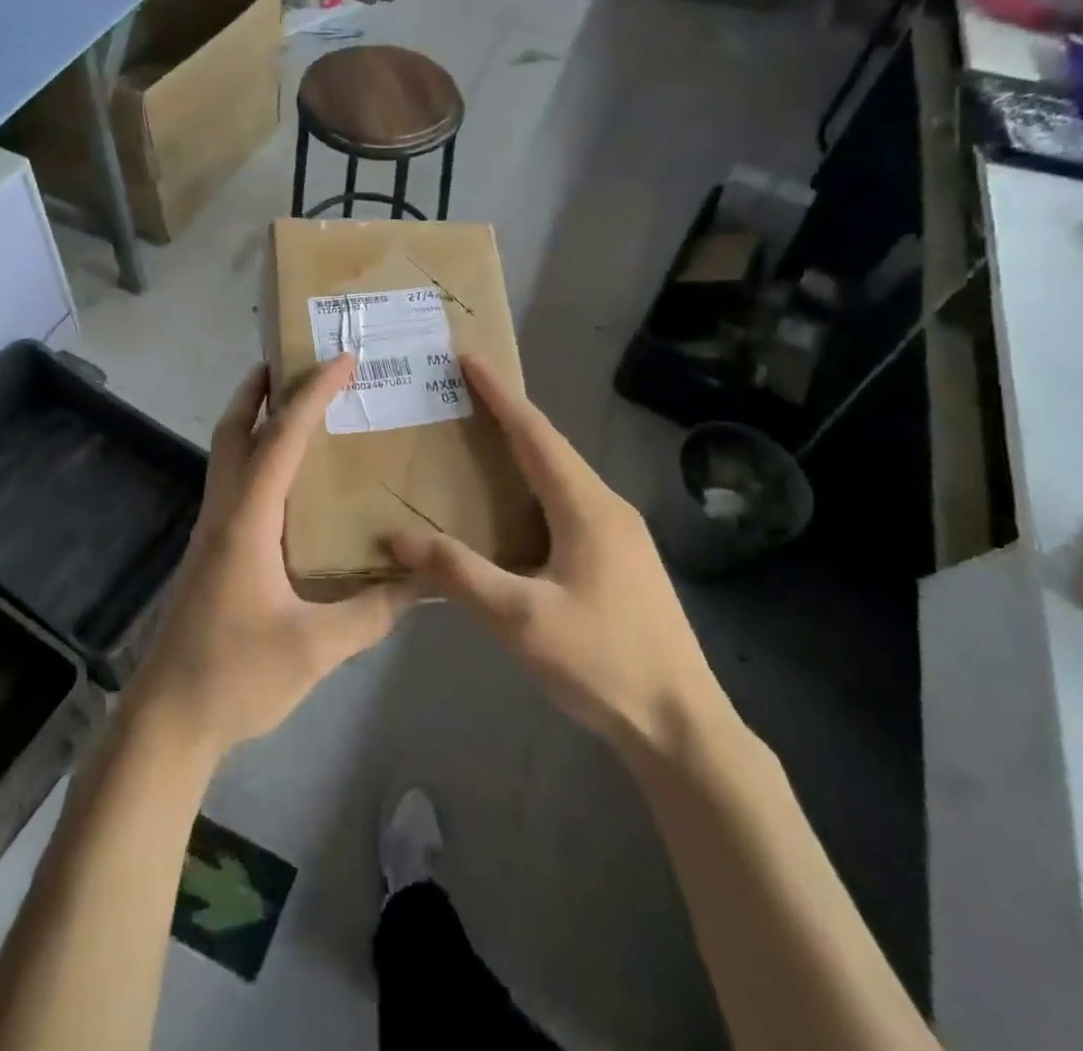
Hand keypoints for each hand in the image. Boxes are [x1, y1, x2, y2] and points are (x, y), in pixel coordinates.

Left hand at [125, 356, 417, 759]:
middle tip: (292, 360)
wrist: (168, 721)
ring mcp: (211, 532)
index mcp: (247, 521)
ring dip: (254, 420)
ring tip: (292, 405)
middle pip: (235, 431)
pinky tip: (285, 481)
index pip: (282, 440)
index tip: (342, 359)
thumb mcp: (316, 648)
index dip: (312, 395)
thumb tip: (423, 582)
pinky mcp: (210, 553)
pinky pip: (233, 484)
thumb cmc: (236, 677)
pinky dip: (255, 458)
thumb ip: (372, 613)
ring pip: (227, 455)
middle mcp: (224, 513)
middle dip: (259, 389)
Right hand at [391, 358, 727, 751]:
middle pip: (551, 446)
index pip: (535, 434)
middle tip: (463, 394)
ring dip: (523, 450)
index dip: (500, 394)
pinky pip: (570, 501)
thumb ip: (460, 574)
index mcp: (586, 507)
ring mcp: (621, 534)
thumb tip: (399, 537)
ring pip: (563, 475)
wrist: (683, 726)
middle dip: (508, 414)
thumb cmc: (603, 663)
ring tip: (481, 439)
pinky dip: (536, 485)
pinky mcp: (622, 558)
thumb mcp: (521, 619)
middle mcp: (607, 507)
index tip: (469, 357)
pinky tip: (516, 507)